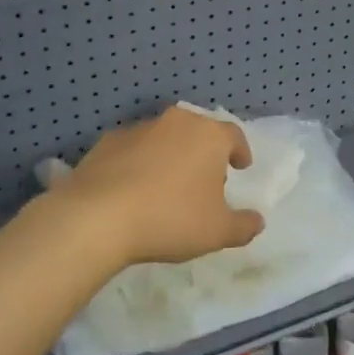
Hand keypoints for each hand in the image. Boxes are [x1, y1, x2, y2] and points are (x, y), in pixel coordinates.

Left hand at [52, 106, 265, 266]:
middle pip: (198, 132)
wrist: (97, 217)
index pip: (234, 135)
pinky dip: (139, 163)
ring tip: (166, 187)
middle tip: (205, 180)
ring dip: (170, 156)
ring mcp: (139, 128)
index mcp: (209, 136)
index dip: (240, 151)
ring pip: (164, 138)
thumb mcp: (218, 232)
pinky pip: (133, 150)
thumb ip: (243, 225)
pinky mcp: (107, 141)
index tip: (241, 166)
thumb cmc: (170, 218)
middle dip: (204, 153)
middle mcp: (176, 122)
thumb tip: (257, 221)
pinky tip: (134, 189)